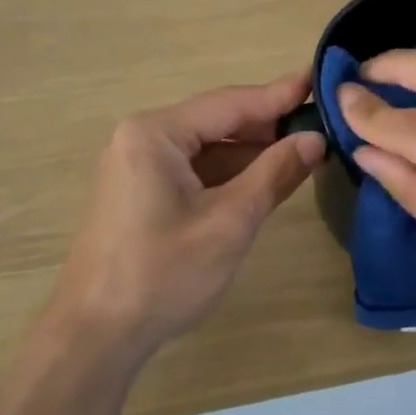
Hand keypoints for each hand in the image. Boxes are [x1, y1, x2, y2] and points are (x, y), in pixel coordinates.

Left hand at [53, 70, 325, 357]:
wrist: (96, 335)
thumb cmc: (163, 275)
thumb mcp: (229, 223)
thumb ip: (274, 174)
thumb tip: (315, 140)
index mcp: (155, 133)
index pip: (229, 104)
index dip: (278, 95)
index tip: (318, 79)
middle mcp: (141, 137)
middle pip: (215, 122)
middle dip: (266, 125)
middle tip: (319, 121)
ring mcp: (136, 165)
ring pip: (205, 147)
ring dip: (249, 152)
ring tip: (302, 149)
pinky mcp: (139, 191)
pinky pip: (191, 169)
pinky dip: (227, 173)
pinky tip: (263, 178)